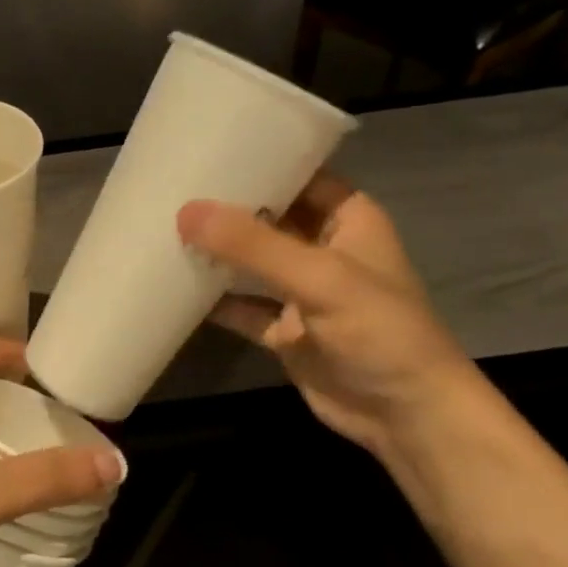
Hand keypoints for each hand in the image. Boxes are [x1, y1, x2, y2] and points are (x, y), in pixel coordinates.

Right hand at [178, 173, 475, 456]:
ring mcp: (301, 290)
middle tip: (169, 188)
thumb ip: (254, 245)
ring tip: (161, 227)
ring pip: (249, 261)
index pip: (298, 174)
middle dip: (223, 206)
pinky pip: (240, 305)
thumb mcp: (320, 278)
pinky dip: (212, 299)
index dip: (258, 159)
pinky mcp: (283, 329)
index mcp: (347, 218)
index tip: (204, 149)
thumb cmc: (380, 331)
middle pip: (266, 215)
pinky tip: (171, 285)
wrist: (407, 418)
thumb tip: (186, 211)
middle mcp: (322, 247)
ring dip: (214, 251)